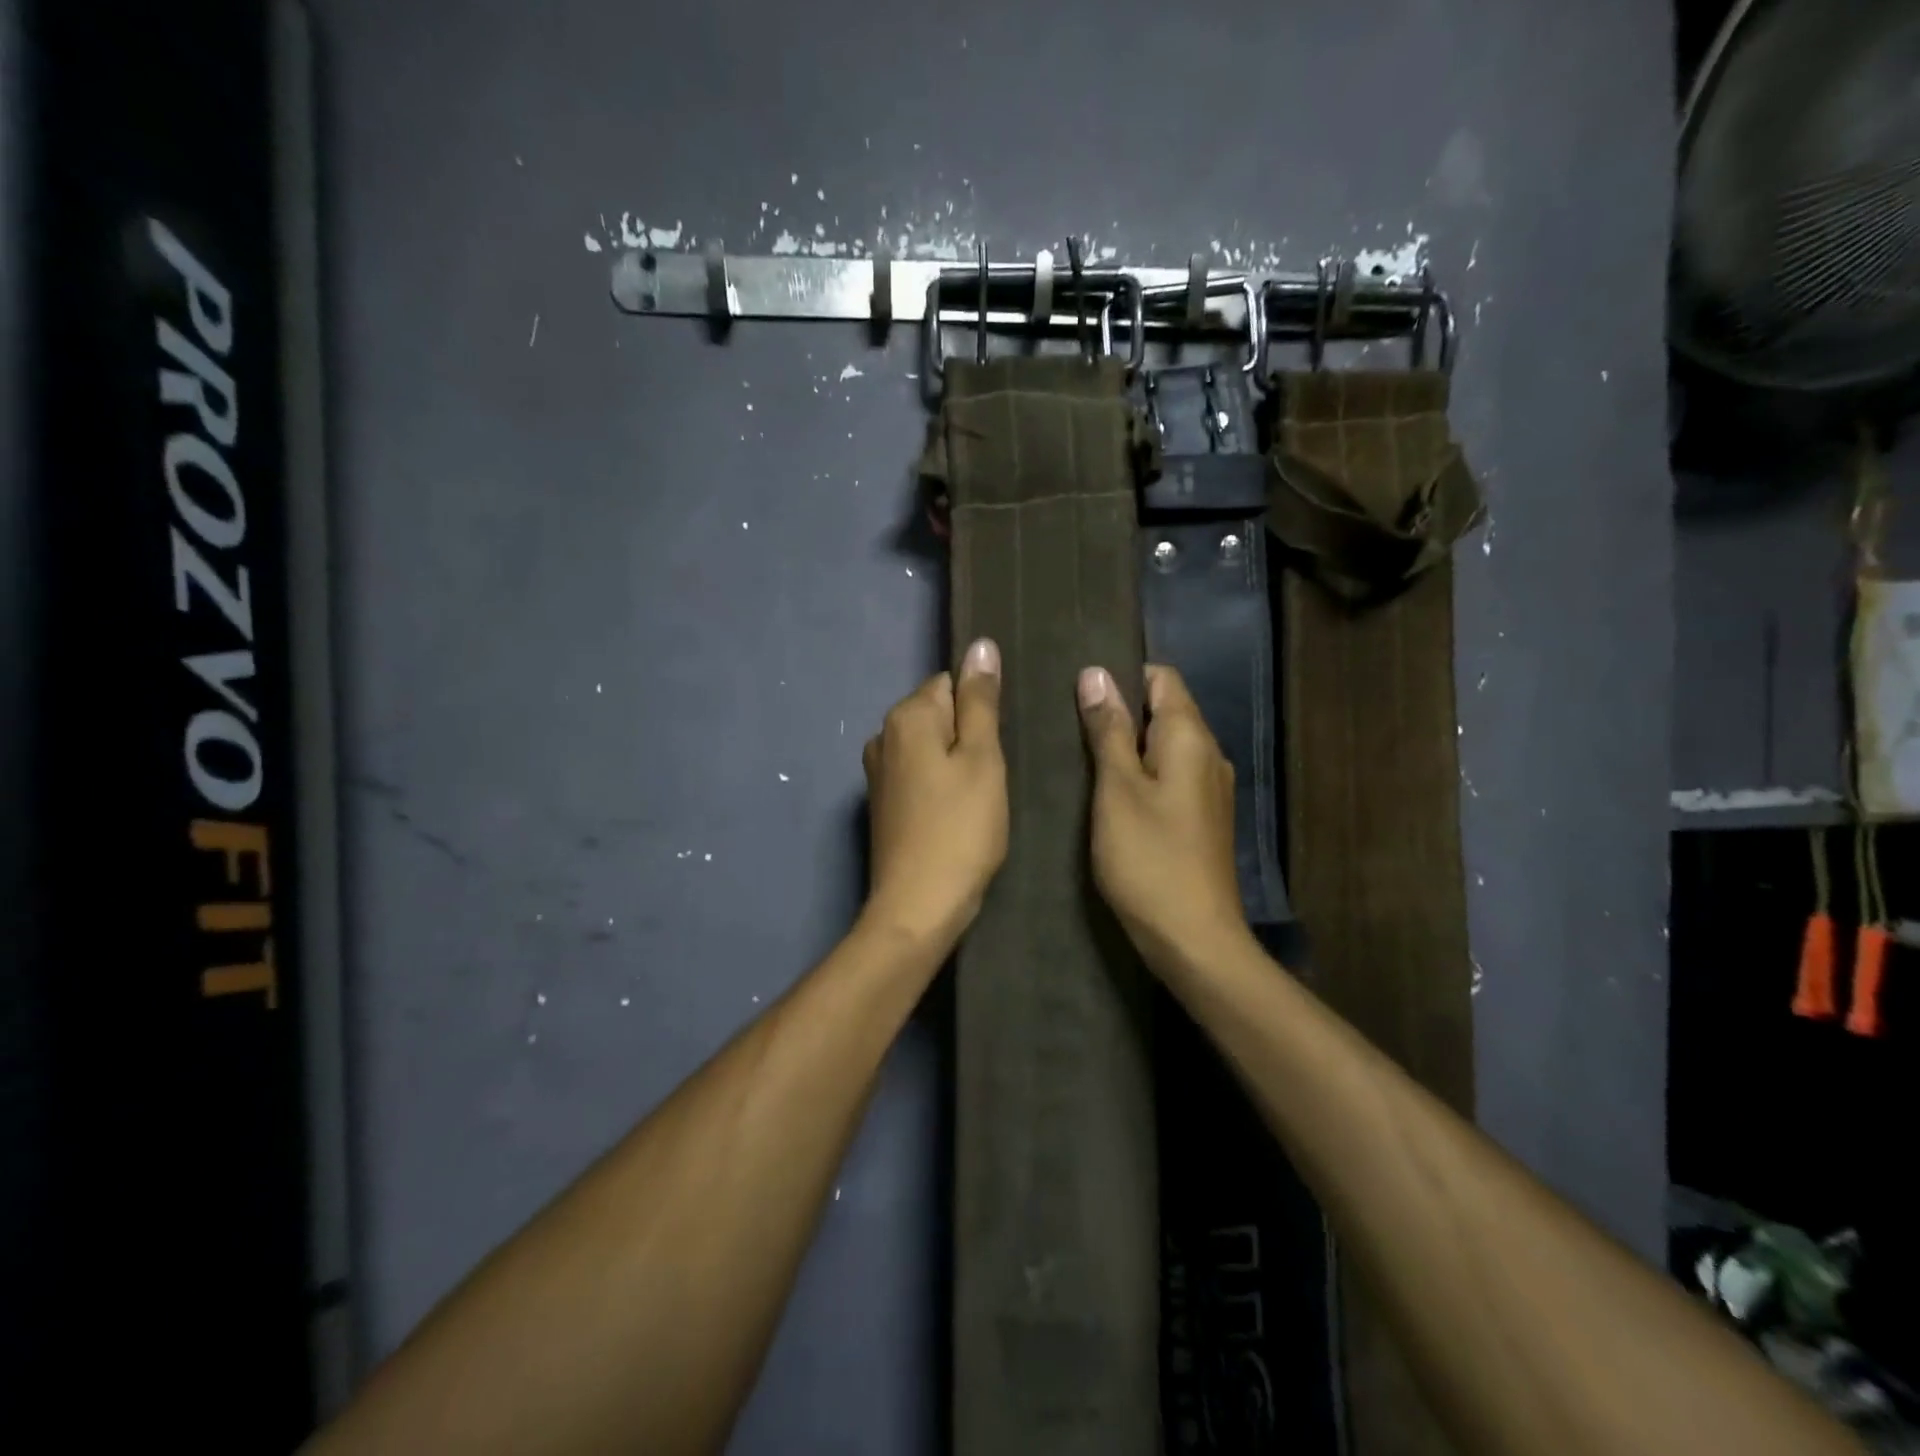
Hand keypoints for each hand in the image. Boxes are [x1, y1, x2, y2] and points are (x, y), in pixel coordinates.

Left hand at [861, 639, 1008, 951]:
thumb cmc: (961, 828)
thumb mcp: (983, 758)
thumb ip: (981, 700)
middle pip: (939, 715)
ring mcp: (877, 771)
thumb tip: (980, 644)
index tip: (996, 748)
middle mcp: (882, 735)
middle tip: (991, 778)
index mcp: (906, 716)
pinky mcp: (881, 803)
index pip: (952, 684)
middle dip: (968, 738)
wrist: (918, 904)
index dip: (981, 713)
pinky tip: (956, 816)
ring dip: (956, 764)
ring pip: (930, 748)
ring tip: (977, 800)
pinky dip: (939, 787)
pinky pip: (919, 775)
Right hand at [1078, 663, 1246, 966]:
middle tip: (1069, 722)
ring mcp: (1209, 788)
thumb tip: (1096, 674)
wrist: (1194, 938)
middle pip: (1165, 710)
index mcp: (1190, 738)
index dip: (1123, 674)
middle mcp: (1208, 754)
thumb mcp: (1117, 789)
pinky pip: (1170, 775)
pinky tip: (1110, 791)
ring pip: (1165, 745)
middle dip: (1121, 709)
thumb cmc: (1149, 859)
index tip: (1080, 688)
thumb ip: (1108, 730)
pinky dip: (1142, 773)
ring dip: (1128, 744)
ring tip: (1081, 753)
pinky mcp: (1202, 817)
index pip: (1163, 678)